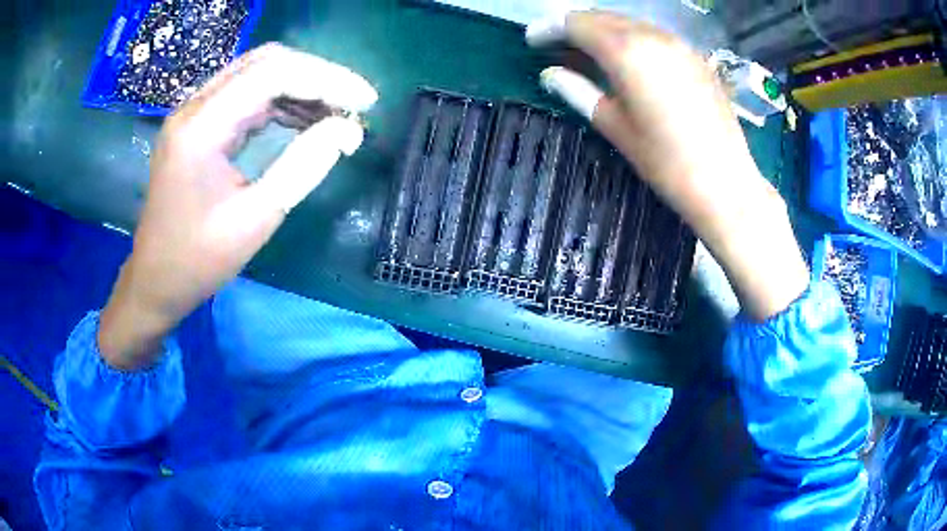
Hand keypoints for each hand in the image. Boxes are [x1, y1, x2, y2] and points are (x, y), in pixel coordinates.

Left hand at [98, 43, 377, 368]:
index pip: (272, 73)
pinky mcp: (198, 125)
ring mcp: (194, 114)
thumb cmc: (199, 261)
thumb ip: (302, 167)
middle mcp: (194, 108)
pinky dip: (281, 101)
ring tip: (337, 113)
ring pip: (257, 73)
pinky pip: (246, 95)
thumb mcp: (255, 220)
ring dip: (301, 86)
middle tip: (353, 103)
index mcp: (201, 129)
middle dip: (317, 76)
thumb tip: (346, 130)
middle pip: (265, 62)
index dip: (326, 79)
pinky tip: (305, 120)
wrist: (155, 279)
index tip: (365, 101)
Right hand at [527, 12, 807, 320]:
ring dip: (604, 28)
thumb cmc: (665, 162)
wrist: (725, 183)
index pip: (577, 23)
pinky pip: (655, 34)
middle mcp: (652, 36)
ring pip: (631, 22)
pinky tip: (628, 57)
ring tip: (588, 48)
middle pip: (604, 16)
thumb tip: (550, 75)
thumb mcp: (615, 127)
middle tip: (557, 43)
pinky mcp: (697, 57)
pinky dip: (633, 38)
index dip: (551, 28)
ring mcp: (679, 44)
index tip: (533, 40)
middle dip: (576, 25)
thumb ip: (578, 92)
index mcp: (626, 51)